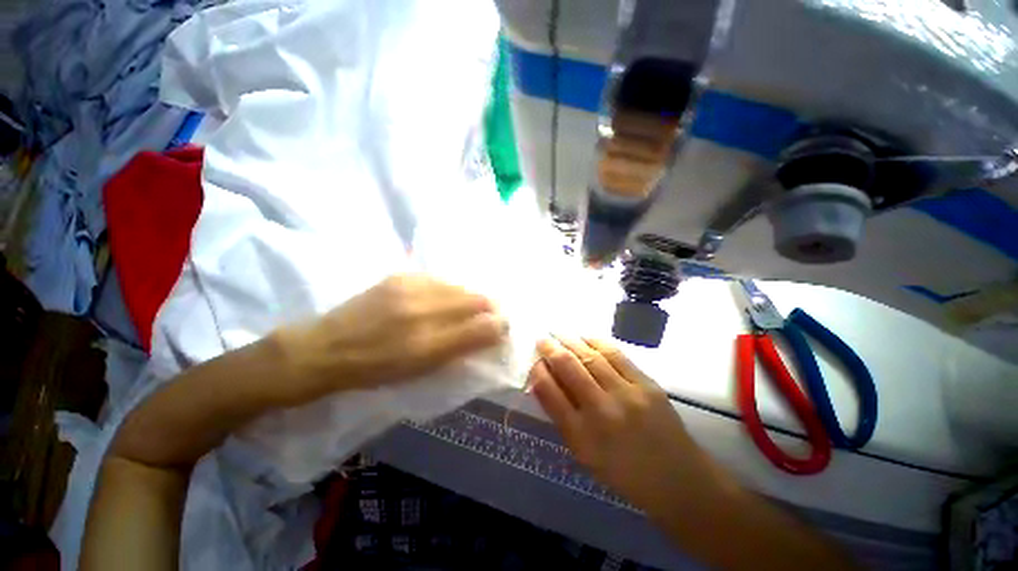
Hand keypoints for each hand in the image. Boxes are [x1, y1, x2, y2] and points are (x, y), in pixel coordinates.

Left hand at [275, 274, 506, 405]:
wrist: (325, 349)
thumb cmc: (375, 370)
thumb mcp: (421, 370)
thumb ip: (459, 349)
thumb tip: (491, 332)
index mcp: (429, 345)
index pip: (482, 327)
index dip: (499, 325)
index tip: (502, 328)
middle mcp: (423, 312)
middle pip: (475, 300)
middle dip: (489, 307)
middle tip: (490, 315)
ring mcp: (410, 289)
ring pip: (459, 287)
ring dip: (469, 297)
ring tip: (467, 307)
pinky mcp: (399, 276)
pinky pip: (438, 280)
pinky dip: (448, 289)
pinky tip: (443, 297)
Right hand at [529, 337, 723, 512]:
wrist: (677, 479)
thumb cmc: (623, 472)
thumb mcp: (584, 454)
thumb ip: (562, 417)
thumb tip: (545, 381)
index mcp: (582, 436)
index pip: (549, 392)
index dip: (537, 371)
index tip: (534, 361)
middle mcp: (602, 411)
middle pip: (569, 367)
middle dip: (550, 349)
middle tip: (541, 339)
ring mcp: (627, 394)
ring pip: (590, 356)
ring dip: (570, 340)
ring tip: (558, 332)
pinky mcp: (647, 384)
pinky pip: (616, 354)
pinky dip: (596, 341)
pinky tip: (585, 336)